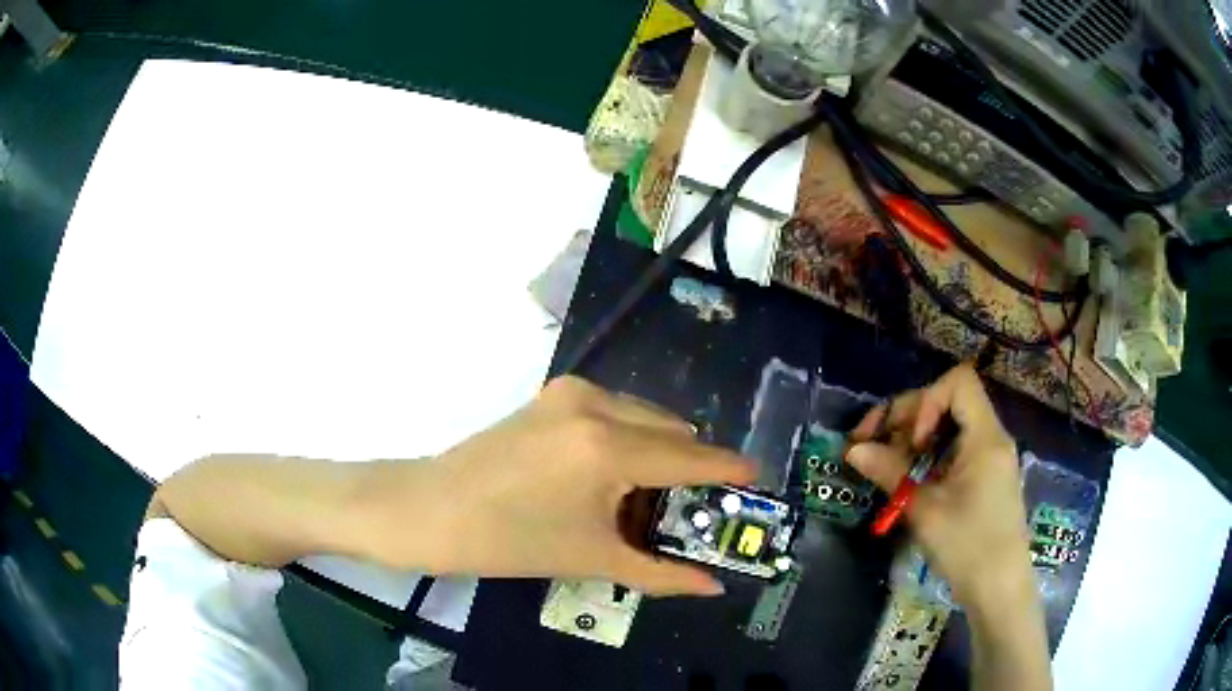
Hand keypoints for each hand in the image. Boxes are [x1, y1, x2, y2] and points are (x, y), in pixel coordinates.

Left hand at [356, 376, 755, 596]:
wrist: (431, 509)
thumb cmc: (509, 541)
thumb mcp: (592, 557)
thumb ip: (661, 572)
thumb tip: (713, 587)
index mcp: (610, 447)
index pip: (691, 456)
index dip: (730, 469)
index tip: (758, 478)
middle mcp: (598, 405)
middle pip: (673, 430)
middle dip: (692, 465)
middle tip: (695, 507)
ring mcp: (572, 393)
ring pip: (645, 416)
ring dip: (660, 450)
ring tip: (648, 496)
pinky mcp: (553, 394)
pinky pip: (616, 410)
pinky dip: (629, 438)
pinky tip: (612, 474)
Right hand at [845, 364, 1034, 608]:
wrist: (999, 590)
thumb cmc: (968, 547)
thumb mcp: (925, 511)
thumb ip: (891, 474)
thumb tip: (853, 451)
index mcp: (985, 437)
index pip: (958, 383)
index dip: (927, 401)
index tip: (911, 441)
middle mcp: (991, 438)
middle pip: (949, 402)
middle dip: (907, 417)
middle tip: (870, 443)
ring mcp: (989, 459)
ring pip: (949, 427)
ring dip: (913, 438)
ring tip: (883, 464)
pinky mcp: (985, 478)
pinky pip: (955, 450)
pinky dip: (928, 457)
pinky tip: (907, 479)